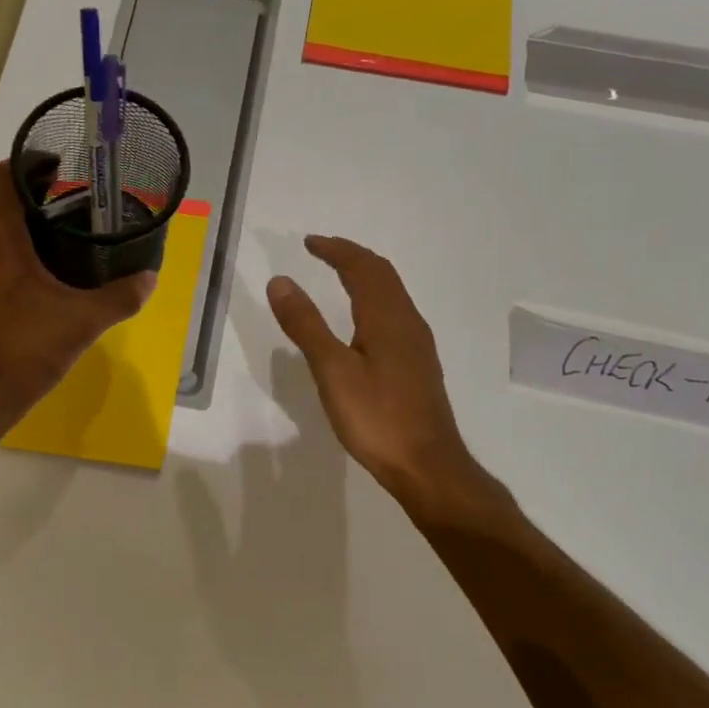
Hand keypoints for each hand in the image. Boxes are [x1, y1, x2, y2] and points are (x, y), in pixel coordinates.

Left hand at [0, 160, 154, 432]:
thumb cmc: (25, 348)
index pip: (7, 179)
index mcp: (1, 240)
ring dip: (29, 234)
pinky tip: (47, 284)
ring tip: (69, 245)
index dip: (32, 163)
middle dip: (40, 202)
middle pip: (5, 208)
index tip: (62, 165)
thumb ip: (120, 297)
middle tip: (81, 208)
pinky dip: (18, 261)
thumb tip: (149, 277)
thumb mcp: (82, 321)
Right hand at [267, 236, 485, 518]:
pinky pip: (394, 314)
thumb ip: (306, 325)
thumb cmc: (377, 418)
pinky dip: (372, 300)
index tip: (309, 242)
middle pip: (382, 275)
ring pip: (392, 294)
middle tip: (321, 251)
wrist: (428, 465)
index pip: (362, 267)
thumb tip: (280, 281)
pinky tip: (362, 323)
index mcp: (387, 318)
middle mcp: (407, 322)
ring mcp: (417, 344)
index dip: (335, 250)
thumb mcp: (332, 371)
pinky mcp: (418, 364)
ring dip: (365, 277)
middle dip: (351, 257)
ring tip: (338, 276)